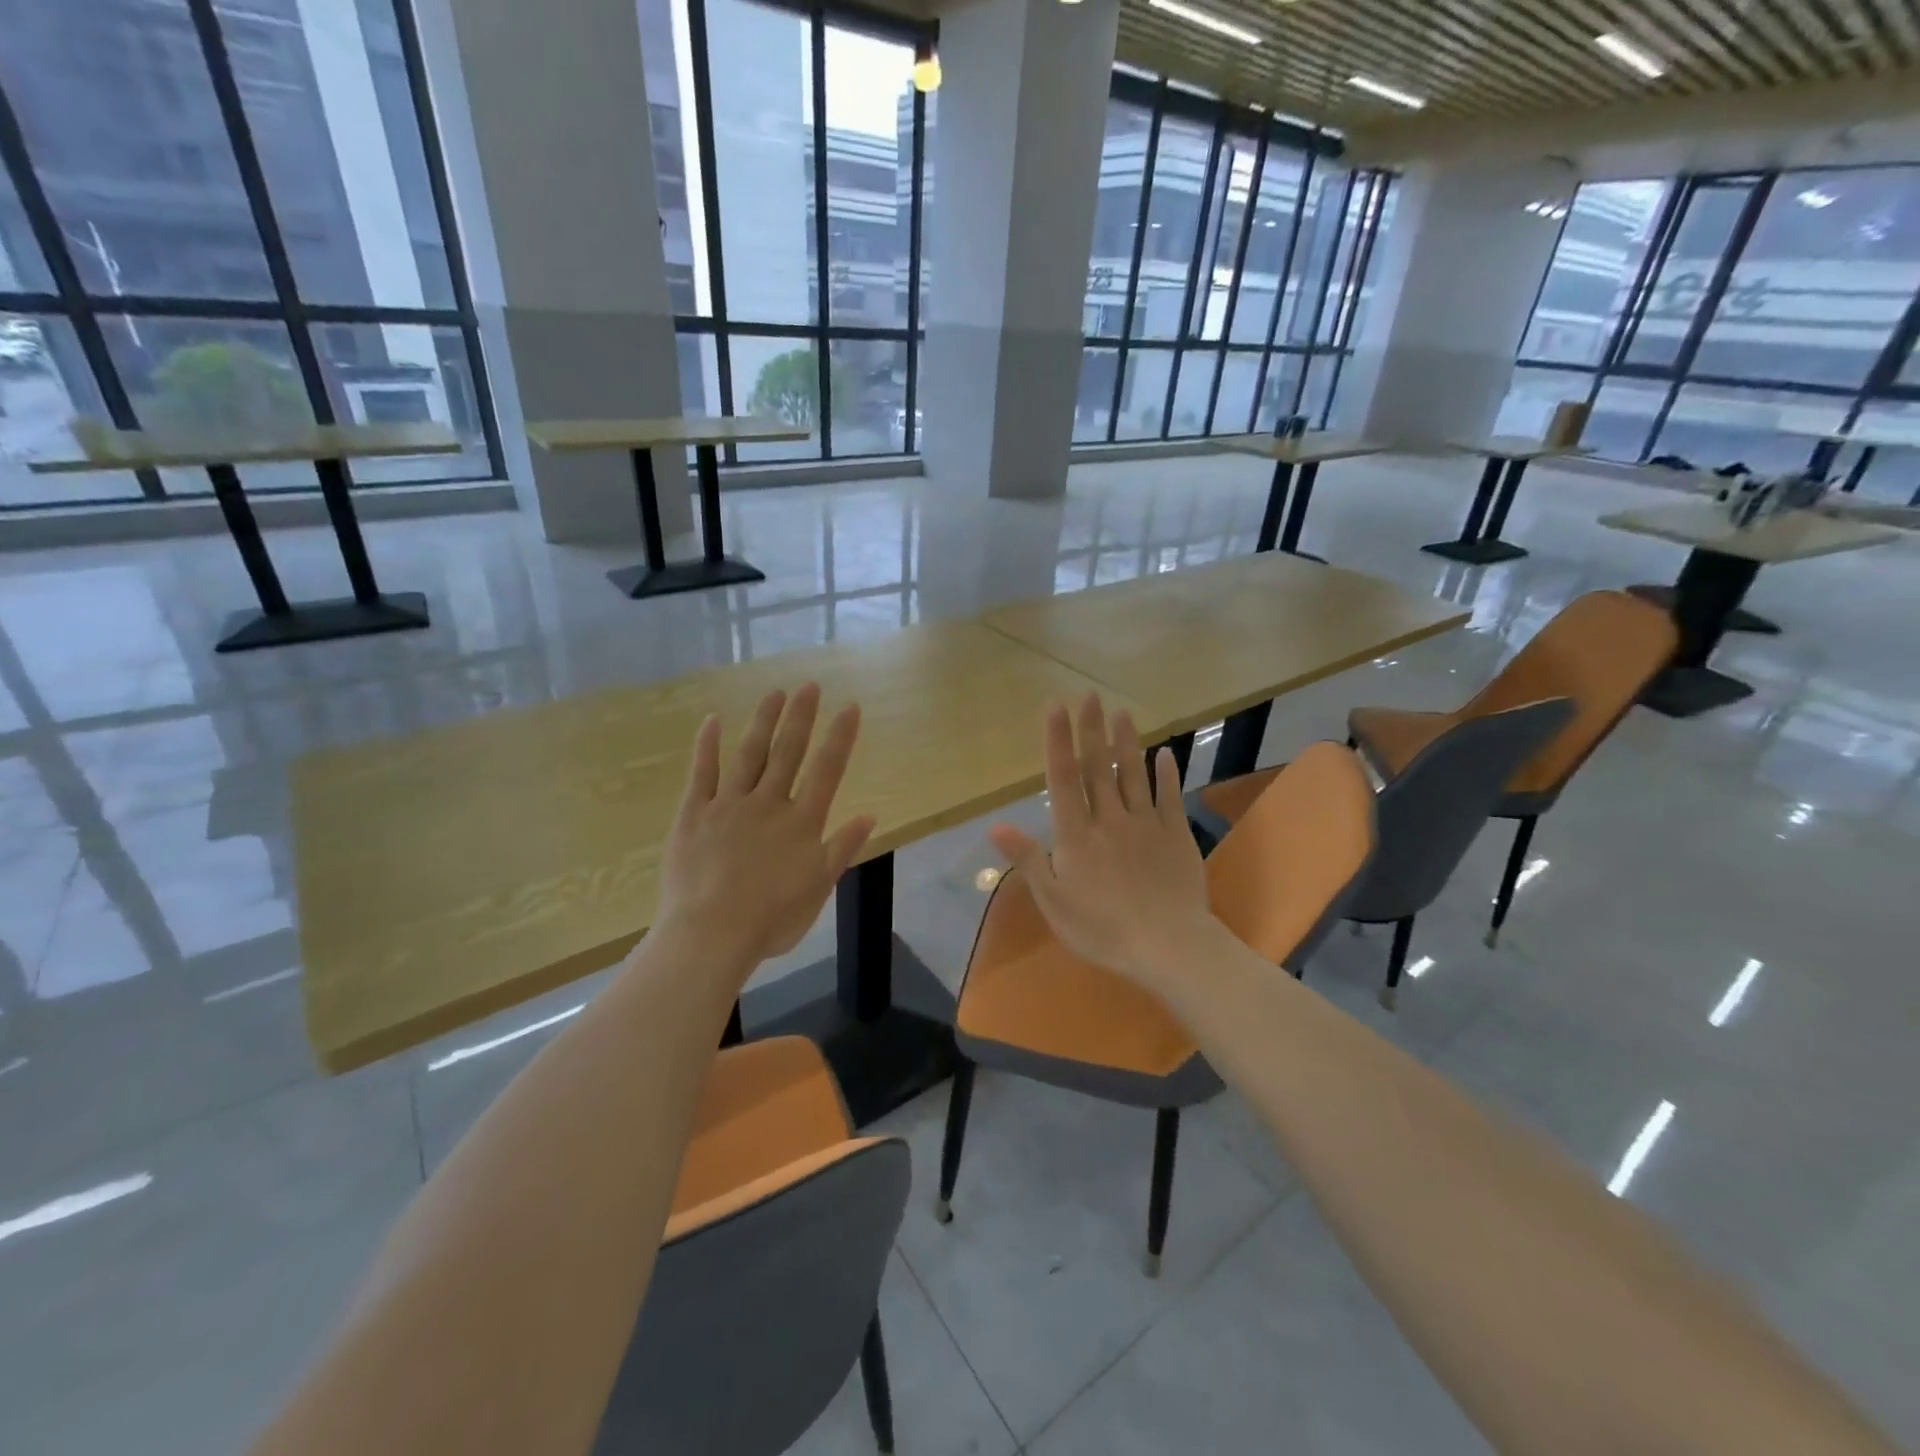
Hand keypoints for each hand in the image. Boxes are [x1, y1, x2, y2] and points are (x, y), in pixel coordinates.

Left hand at [657, 684, 875, 973]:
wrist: (711, 933)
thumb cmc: (771, 918)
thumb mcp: (818, 888)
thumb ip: (842, 848)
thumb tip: (870, 814)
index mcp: (802, 822)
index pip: (827, 770)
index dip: (840, 737)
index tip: (850, 707)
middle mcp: (768, 803)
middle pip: (788, 752)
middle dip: (801, 717)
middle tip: (809, 685)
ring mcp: (728, 804)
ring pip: (749, 754)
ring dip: (763, 721)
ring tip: (774, 693)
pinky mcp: (694, 813)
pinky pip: (701, 773)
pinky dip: (707, 746)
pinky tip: (712, 721)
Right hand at [989, 694, 1216, 991]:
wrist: (1168, 946)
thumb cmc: (1102, 929)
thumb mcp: (1053, 900)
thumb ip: (1027, 859)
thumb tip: (995, 825)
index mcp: (1076, 835)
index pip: (1064, 779)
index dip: (1058, 742)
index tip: (1056, 708)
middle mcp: (1109, 819)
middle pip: (1099, 767)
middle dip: (1091, 730)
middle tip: (1089, 696)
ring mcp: (1146, 824)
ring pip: (1133, 775)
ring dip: (1126, 742)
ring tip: (1121, 711)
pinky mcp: (1176, 835)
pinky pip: (1169, 797)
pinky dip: (1166, 773)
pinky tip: (1164, 753)